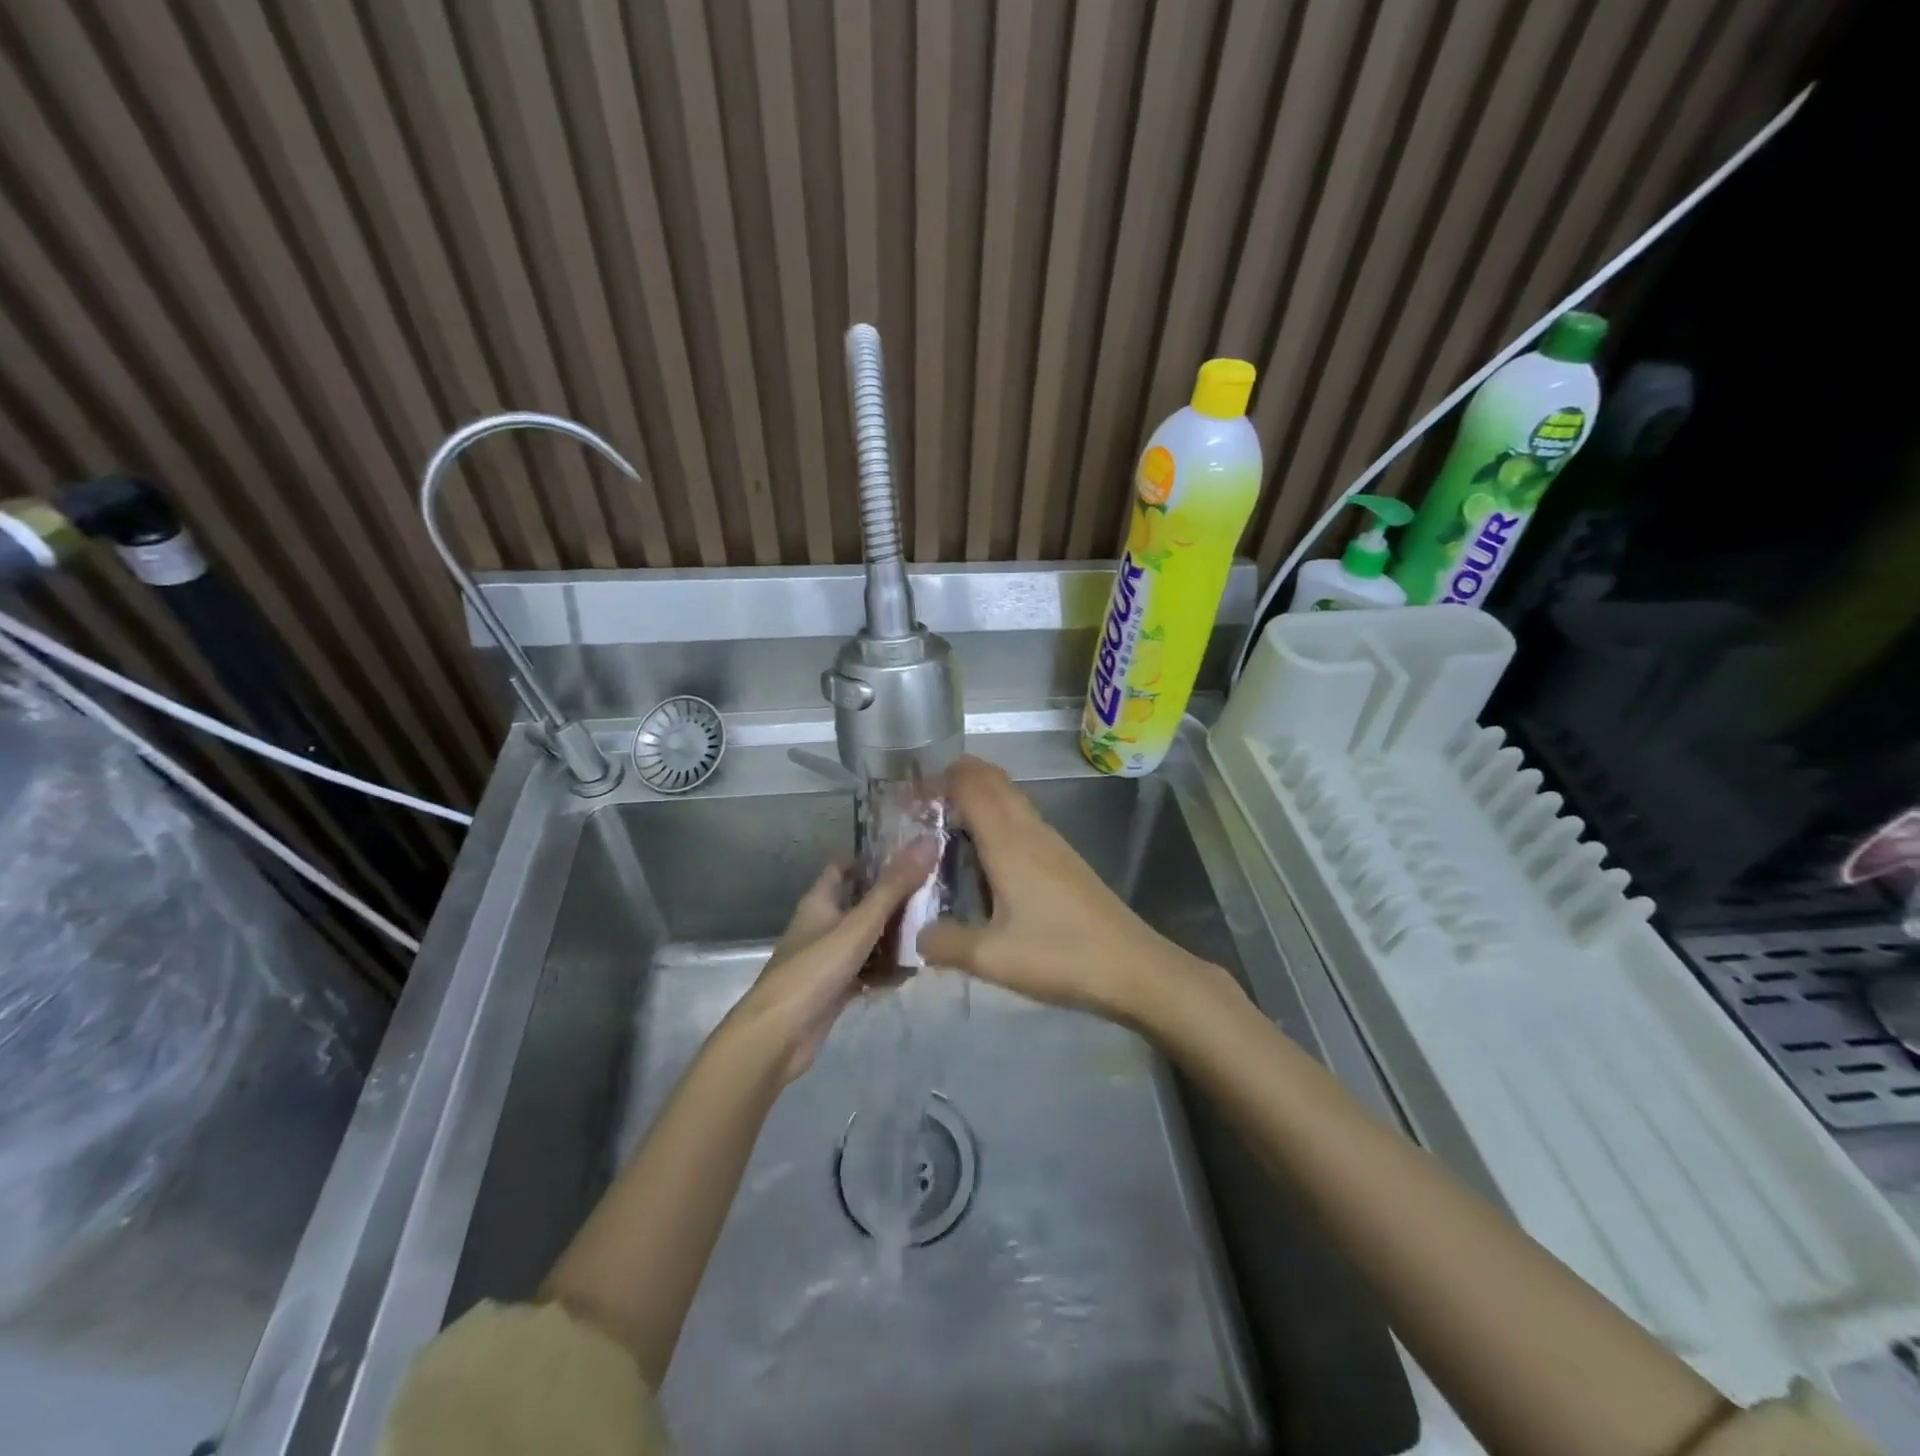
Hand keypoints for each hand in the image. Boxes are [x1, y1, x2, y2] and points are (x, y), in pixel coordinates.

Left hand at [728, 843, 935, 1081]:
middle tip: (935, 893)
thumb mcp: (858, 924)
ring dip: (895, 936)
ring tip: (933, 931)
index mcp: (820, 900)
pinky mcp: (836, 987)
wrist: (778, 1037)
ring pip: (868, 938)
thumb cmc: (814, 970)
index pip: (845, 866)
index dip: (873, 858)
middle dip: (895, 898)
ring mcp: (829, 957)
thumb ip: (894, 887)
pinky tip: (913, 971)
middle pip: (862, 902)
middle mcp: (823, 924)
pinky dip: (886, 969)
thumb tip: (928, 842)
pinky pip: (867, 969)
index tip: (911, 854)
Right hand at [917, 757, 1227, 1024]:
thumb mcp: (992, 958)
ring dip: (978, 795)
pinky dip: (997, 816)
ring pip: (1010, 798)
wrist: (1133, 967)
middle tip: (920, 803)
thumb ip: (946, 943)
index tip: (906, 795)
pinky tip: (985, 854)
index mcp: (1009, 842)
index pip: (971, 784)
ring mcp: (1051, 842)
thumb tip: (915, 935)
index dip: (938, 779)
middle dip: (956, 778)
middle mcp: (1030, 830)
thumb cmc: (1061, 955)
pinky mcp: (1064, 859)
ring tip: (945, 823)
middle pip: (992, 780)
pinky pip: (1022, 818)